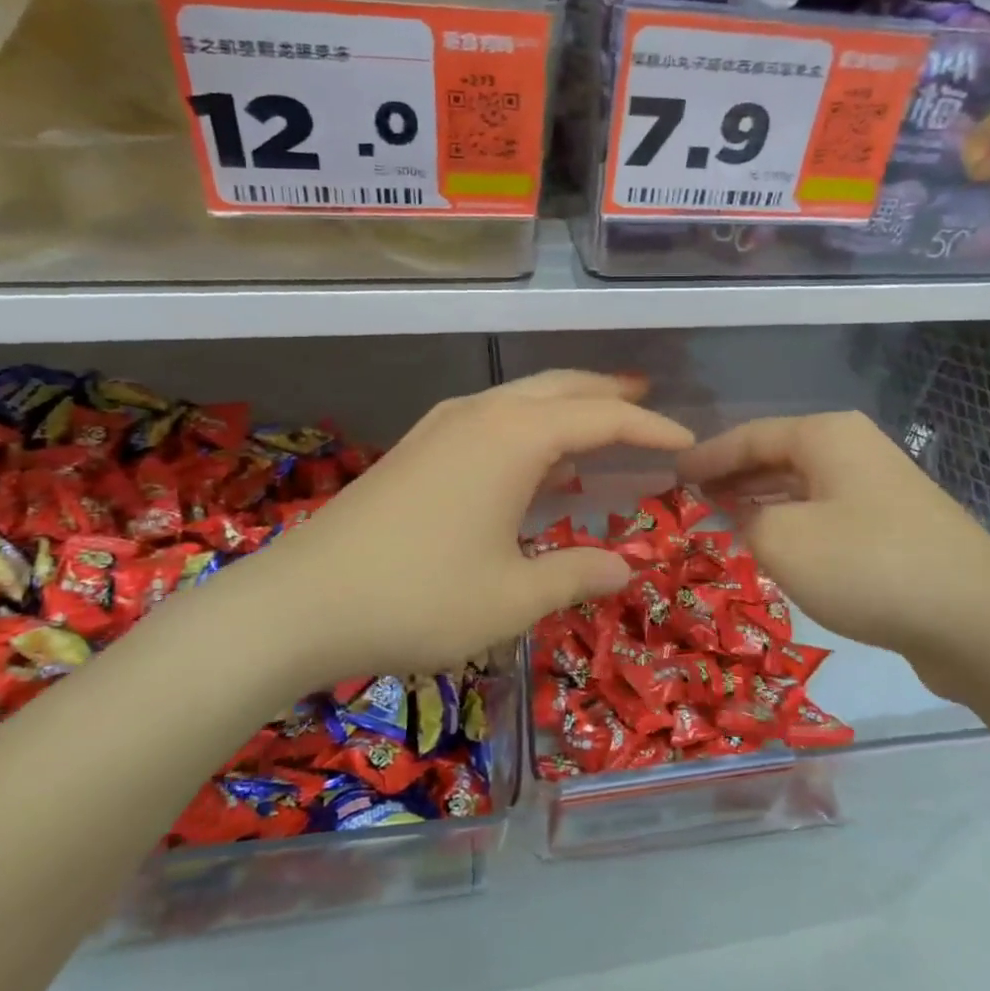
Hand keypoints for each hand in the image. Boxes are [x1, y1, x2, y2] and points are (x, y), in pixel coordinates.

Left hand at [270, 371, 693, 674]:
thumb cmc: (419, 597)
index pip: (602, 418)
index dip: (650, 429)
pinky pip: (493, 418)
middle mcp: (482, 415)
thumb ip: (578, 574)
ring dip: (568, 406)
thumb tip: (627, 567)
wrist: (301, 602)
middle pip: (561, 388)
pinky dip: (530, 426)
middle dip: (609, 394)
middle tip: (648, 405)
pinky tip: (535, 461)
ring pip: (522, 398)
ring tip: (602, 425)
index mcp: (515, 438)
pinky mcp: (418, 447)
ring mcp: (443, 426)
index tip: (687, 443)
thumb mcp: (513, 596)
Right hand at [677, 411, 989, 701]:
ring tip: (724, 521)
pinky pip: (828, 513)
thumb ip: (745, 521)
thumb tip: (743, 514)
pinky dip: (795, 523)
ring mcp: (881, 488)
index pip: (748, 435)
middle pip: (777, 455)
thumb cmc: (866, 565)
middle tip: (691, 499)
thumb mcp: (782, 541)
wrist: (977, 619)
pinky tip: (778, 548)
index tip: (670, 473)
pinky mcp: (897, 526)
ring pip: (804, 486)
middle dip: (733, 476)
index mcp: (826, 436)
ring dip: (763, 502)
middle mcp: (855, 449)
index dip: (705, 455)